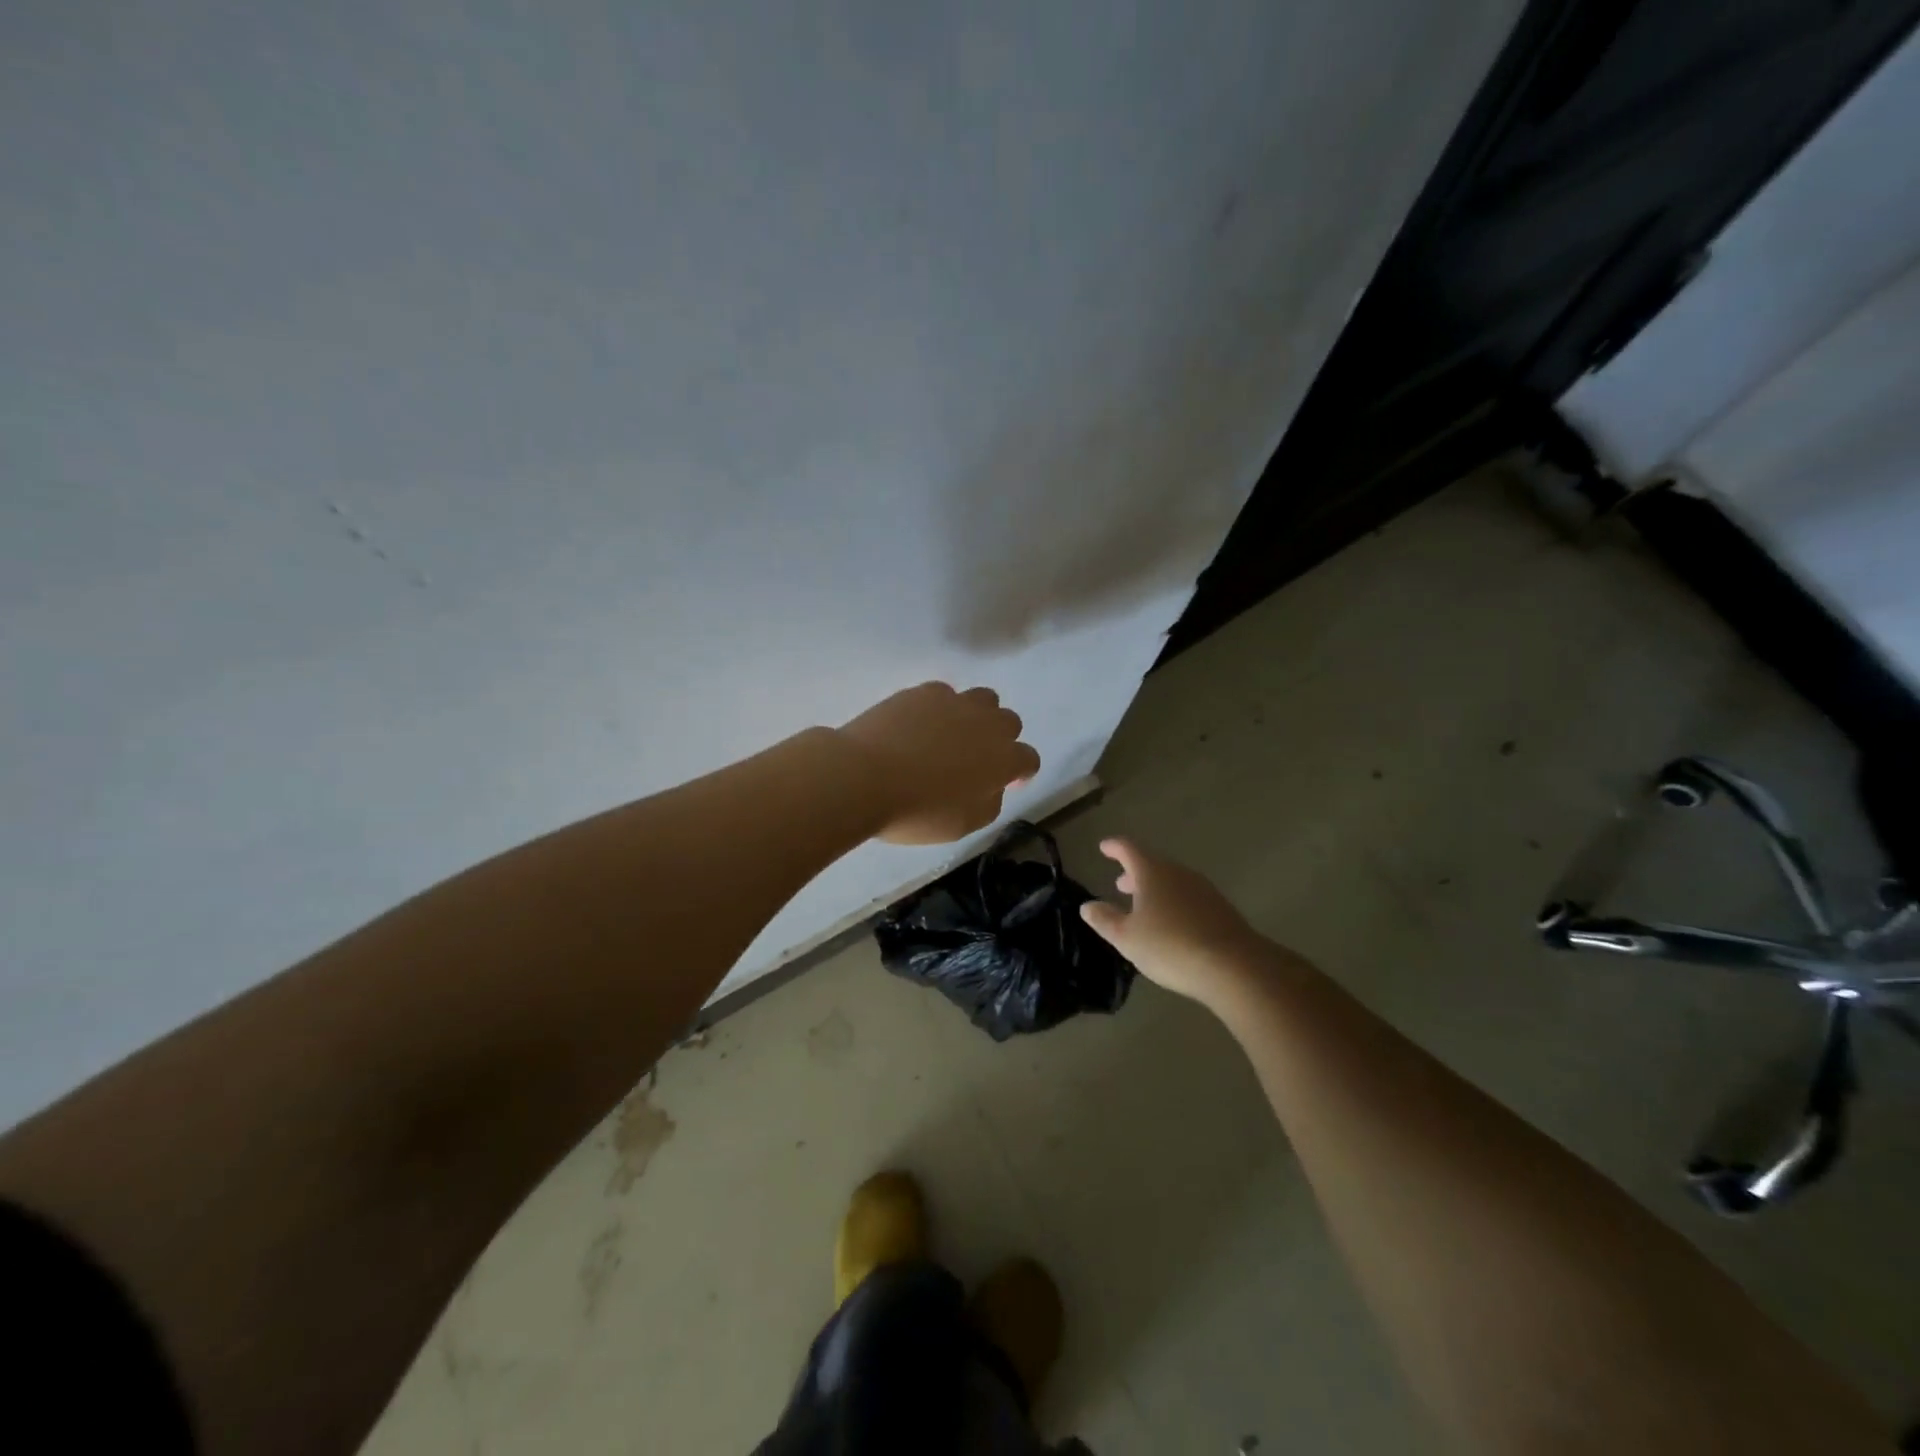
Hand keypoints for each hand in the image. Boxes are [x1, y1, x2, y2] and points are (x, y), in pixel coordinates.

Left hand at [836, 683, 1040, 844]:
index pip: (1029, 759)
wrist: (863, 777)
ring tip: (953, 735)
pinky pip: (945, 694)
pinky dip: (941, 708)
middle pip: (1010, 722)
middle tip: (977, 760)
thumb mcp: (963, 824)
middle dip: (1001, 739)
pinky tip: (921, 725)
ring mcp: (955, 702)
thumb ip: (989, 803)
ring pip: (983, 699)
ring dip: (977, 716)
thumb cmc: (916, 811)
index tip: (1006, 784)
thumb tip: (993, 787)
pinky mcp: (923, 691)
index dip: (1021, 773)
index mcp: (1003, 759)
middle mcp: (987, 724)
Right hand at [1079, 838, 1297, 1004]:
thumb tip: (1087, 906)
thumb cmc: (1170, 946)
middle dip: (1135, 873)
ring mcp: (1203, 889)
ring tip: (1144, 907)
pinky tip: (1172, 924)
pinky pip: (1190, 897)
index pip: (1129, 849)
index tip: (1104, 847)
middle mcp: (1178, 873)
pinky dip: (1175, 903)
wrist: (1233, 966)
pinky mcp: (1221, 909)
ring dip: (1156, 889)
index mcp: (1152, 872)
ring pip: (1173, 881)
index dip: (1114, 847)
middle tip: (1121, 884)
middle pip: (1153, 864)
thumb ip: (1105, 920)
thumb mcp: (1127, 938)